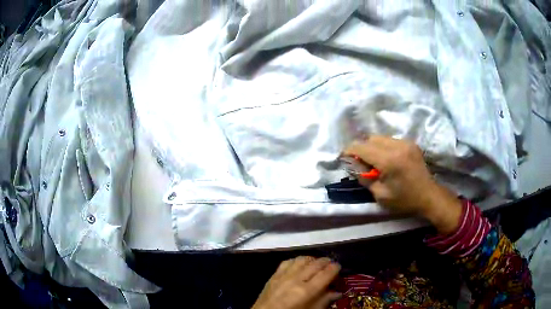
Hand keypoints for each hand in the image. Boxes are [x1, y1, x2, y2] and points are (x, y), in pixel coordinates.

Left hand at [252, 256, 341, 308]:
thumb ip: (324, 301)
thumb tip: (337, 292)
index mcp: (306, 291)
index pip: (326, 273)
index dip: (335, 268)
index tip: (338, 267)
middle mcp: (296, 279)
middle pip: (315, 264)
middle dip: (326, 262)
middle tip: (330, 265)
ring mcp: (283, 275)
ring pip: (302, 259)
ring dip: (312, 260)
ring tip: (317, 264)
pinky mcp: (274, 275)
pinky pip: (288, 261)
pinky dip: (297, 260)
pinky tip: (300, 265)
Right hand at [343, 136, 461, 234]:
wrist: (428, 195)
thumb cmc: (404, 199)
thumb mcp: (380, 194)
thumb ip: (364, 177)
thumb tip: (352, 164)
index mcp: (388, 160)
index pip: (362, 147)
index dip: (349, 150)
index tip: (344, 157)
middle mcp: (397, 146)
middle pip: (370, 138)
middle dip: (361, 148)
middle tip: (361, 162)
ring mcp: (405, 142)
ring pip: (380, 137)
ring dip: (373, 147)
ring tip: (374, 161)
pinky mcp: (410, 143)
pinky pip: (390, 140)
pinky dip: (383, 147)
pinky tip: (387, 159)